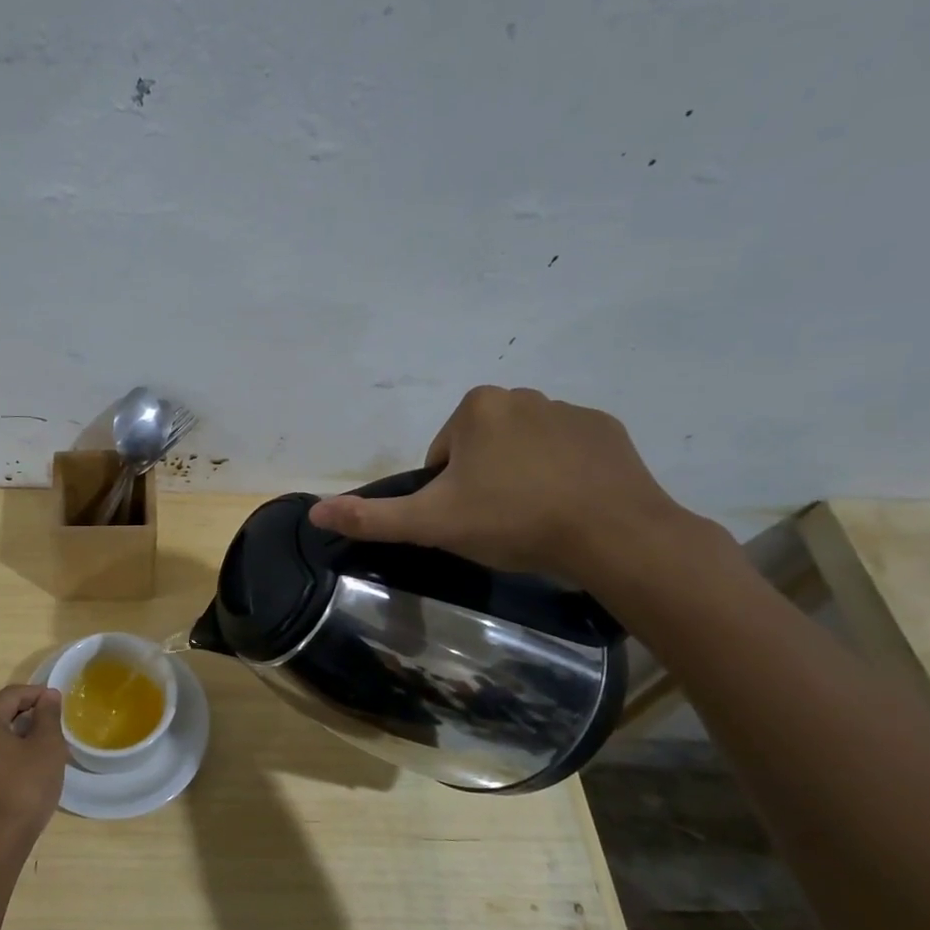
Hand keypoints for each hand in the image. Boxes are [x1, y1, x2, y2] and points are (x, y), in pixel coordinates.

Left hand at [0, 684, 68, 852]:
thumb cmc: (23, 788)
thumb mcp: (46, 747)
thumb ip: (48, 716)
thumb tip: (48, 695)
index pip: (12, 693)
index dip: (38, 693)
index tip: (60, 703)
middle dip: (25, 709)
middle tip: (50, 719)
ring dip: (17, 728)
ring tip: (43, 740)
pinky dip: (7, 746)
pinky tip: (28, 761)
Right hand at [308, 386, 706, 587]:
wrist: (614, 534)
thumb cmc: (512, 520)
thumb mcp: (432, 523)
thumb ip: (372, 518)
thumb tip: (315, 512)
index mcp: (477, 408)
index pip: (441, 454)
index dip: (445, 491)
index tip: (466, 519)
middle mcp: (522, 395)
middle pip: (481, 448)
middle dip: (482, 481)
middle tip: (497, 523)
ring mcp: (571, 410)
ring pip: (523, 449)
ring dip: (520, 478)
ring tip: (534, 519)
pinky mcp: (609, 431)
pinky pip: (567, 452)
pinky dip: (561, 475)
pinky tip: (569, 508)